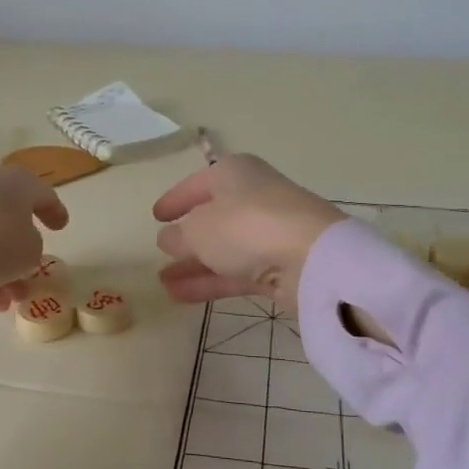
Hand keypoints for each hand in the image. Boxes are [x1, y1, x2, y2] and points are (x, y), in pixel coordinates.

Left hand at [0, 165, 68, 309]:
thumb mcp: (29, 251)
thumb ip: (33, 249)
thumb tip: (20, 247)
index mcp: (19, 182)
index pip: (43, 195)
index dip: (55, 212)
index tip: (61, 226)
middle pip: (11, 218)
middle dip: (21, 250)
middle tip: (30, 276)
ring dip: (0, 267)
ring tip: (7, 300)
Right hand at [151, 154, 345, 311]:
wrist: (312, 258)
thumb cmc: (245, 226)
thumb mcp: (198, 230)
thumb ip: (179, 236)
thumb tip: (168, 239)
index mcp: (234, 173)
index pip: (197, 183)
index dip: (175, 199)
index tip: (156, 216)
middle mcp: (253, 196)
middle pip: (213, 216)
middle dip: (186, 236)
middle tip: (161, 252)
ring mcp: (269, 232)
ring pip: (223, 248)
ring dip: (194, 264)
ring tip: (162, 282)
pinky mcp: (279, 265)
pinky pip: (237, 271)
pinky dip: (211, 281)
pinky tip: (180, 296)